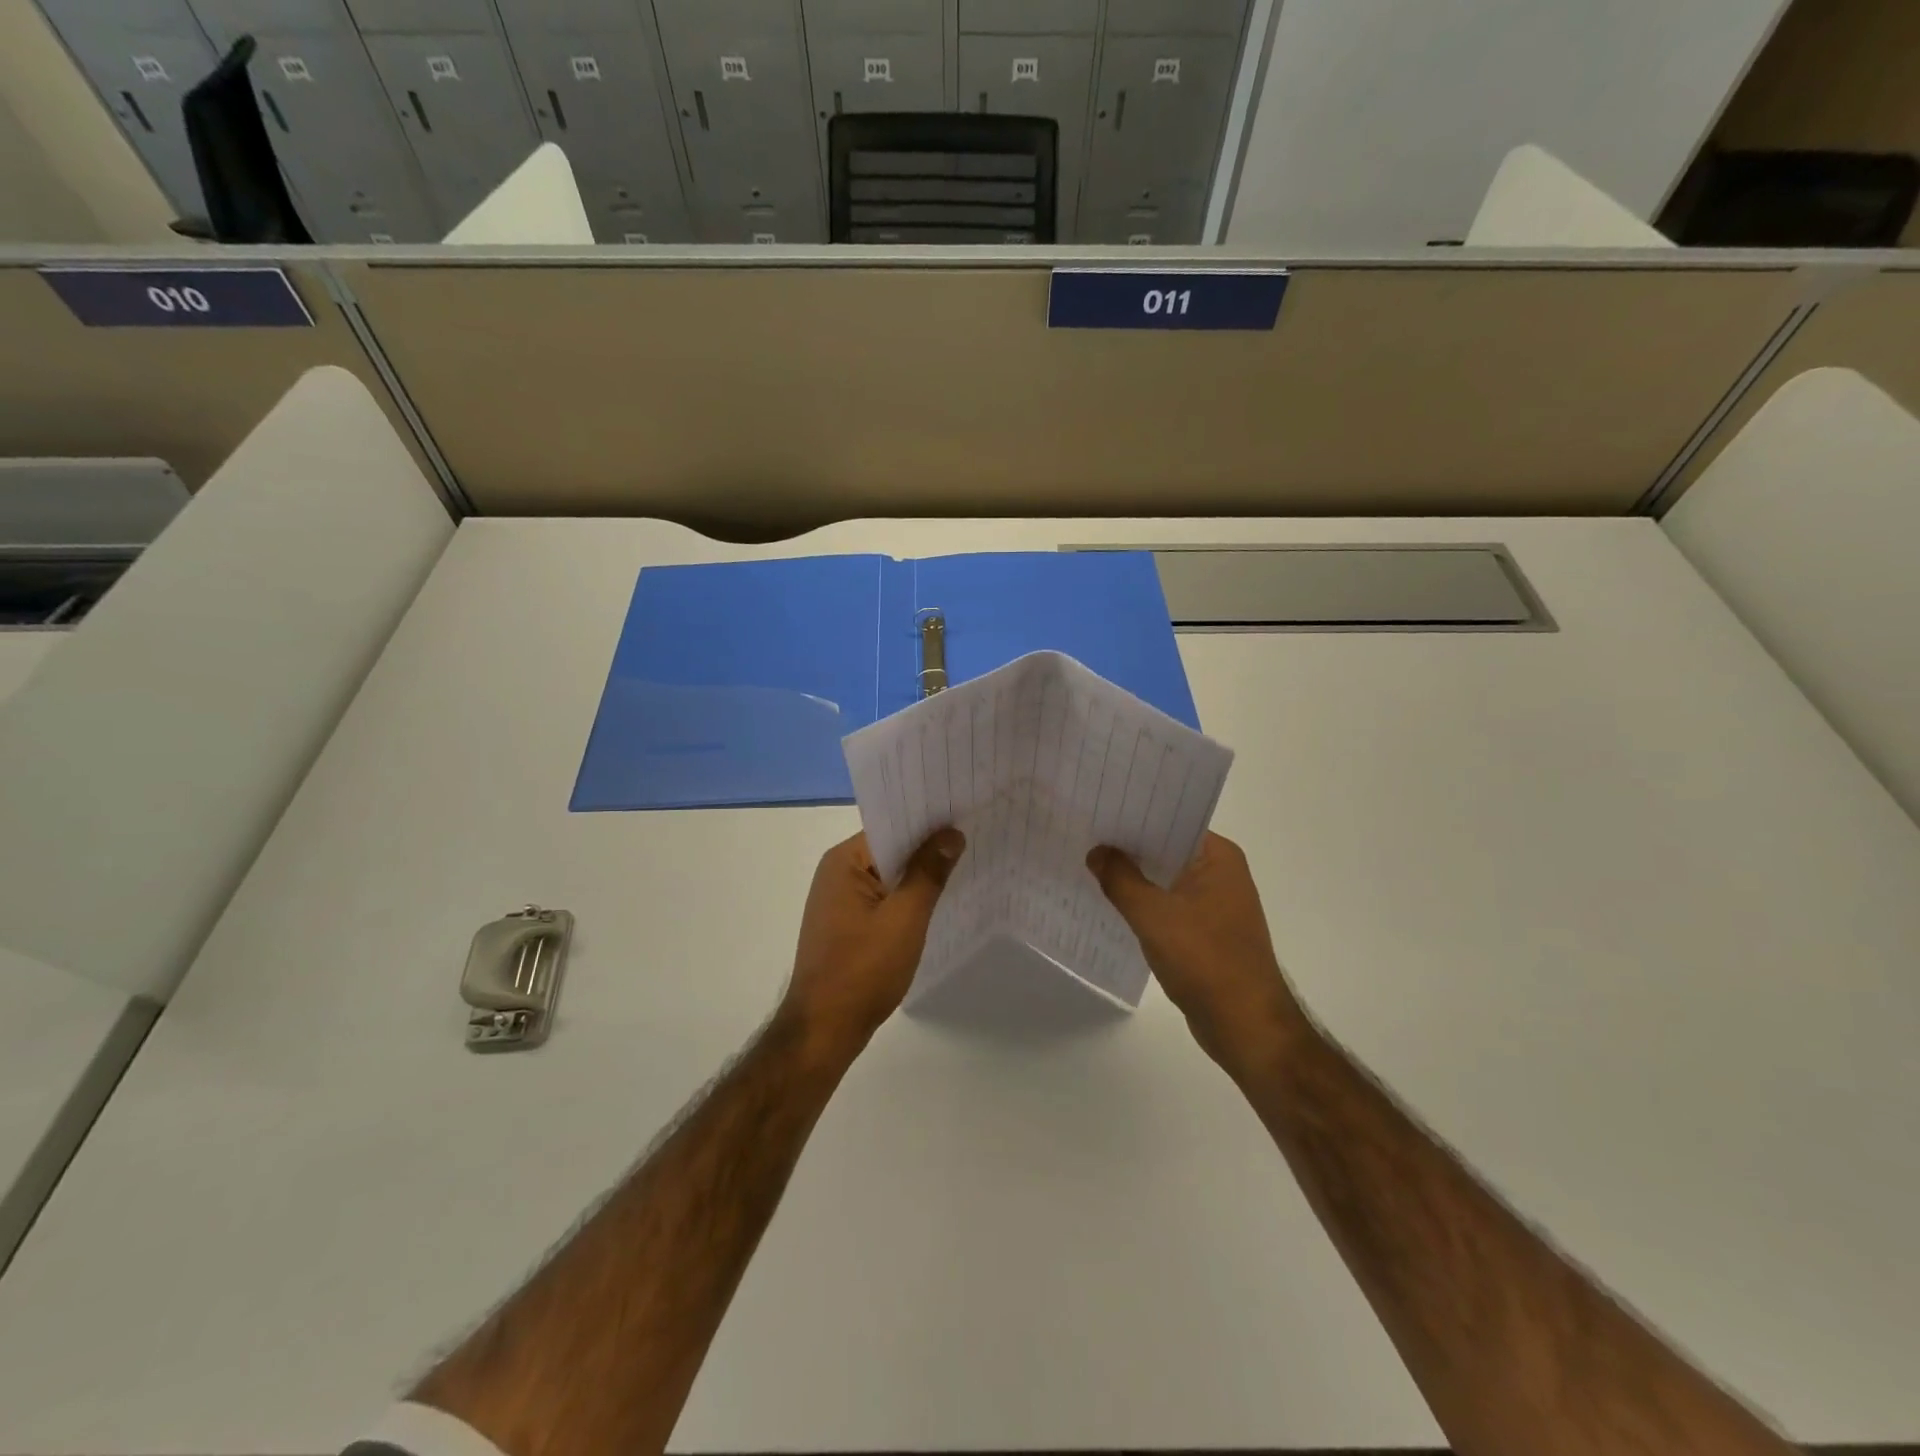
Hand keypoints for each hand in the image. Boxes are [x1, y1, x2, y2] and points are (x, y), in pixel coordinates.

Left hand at [784, 829, 964, 1053]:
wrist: (824, 1030)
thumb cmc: (863, 969)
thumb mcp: (905, 917)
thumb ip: (928, 872)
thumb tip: (951, 833)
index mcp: (843, 862)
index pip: (891, 827)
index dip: (927, 822)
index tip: (963, 814)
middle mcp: (837, 873)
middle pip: (890, 850)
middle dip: (927, 848)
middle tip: (973, 837)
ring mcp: (839, 901)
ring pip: (888, 877)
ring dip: (919, 876)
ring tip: (965, 865)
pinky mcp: (846, 926)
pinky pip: (883, 900)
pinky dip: (907, 899)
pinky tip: (937, 903)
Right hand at [1087, 832, 1310, 1079]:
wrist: (1246, 1026)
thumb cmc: (1205, 960)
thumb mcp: (1153, 915)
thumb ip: (1120, 879)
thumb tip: (1097, 851)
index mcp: (1218, 857)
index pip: (1171, 821)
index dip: (1134, 816)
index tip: (1098, 809)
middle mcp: (1221, 873)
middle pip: (1166, 849)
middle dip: (1128, 846)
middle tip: (1084, 834)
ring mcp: (1215, 904)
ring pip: (1165, 879)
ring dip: (1134, 876)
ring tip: (1089, 864)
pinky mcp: (1206, 932)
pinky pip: (1168, 905)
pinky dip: (1143, 903)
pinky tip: (1111, 903)